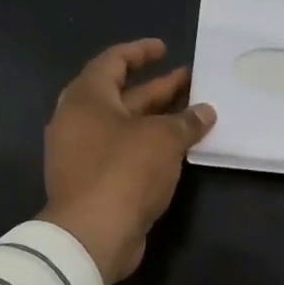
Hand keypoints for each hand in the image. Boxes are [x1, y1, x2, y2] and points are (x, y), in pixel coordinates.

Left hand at [40, 39, 215, 284]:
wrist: (92, 235)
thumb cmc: (125, 171)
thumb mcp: (163, 139)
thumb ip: (186, 121)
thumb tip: (206, 112)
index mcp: (86, 98)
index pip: (112, 61)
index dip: (140, 52)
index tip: (165, 49)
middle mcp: (78, 121)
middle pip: (120, 95)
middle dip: (157, 87)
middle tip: (191, 81)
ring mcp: (82, 154)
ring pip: (124, 126)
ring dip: (156, 118)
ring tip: (193, 113)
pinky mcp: (91, 181)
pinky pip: (122, 152)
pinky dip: (148, 145)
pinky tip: (177, 148)